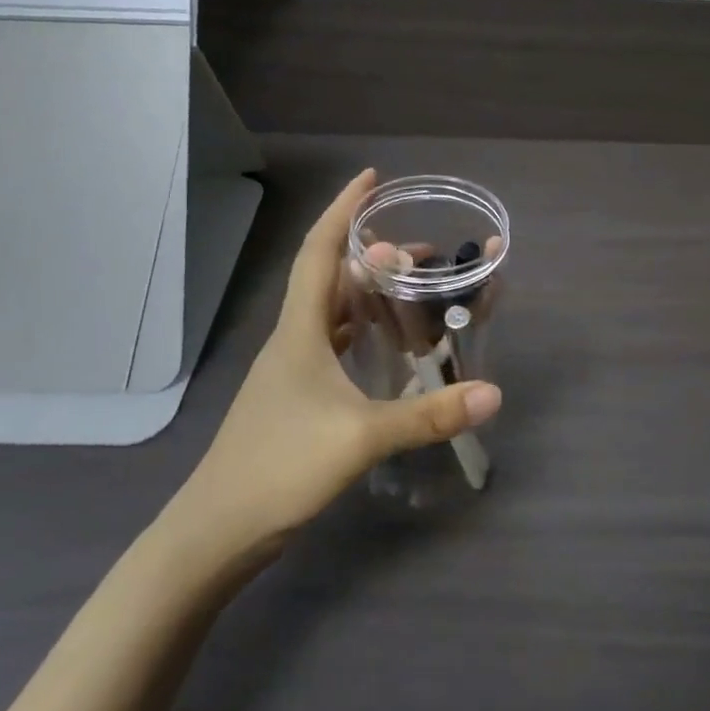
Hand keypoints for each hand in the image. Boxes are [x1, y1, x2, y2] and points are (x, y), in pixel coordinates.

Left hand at [166, 169, 501, 560]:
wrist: (216, 531)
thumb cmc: (280, 467)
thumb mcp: (362, 437)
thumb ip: (429, 415)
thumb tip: (493, 393)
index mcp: (300, 330)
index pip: (319, 252)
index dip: (343, 210)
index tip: (371, 178)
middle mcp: (292, 340)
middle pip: (330, 278)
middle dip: (372, 254)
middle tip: (420, 250)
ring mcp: (290, 371)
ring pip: (331, 313)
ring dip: (367, 293)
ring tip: (411, 289)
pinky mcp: (295, 398)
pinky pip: (333, 345)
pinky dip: (361, 331)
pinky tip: (387, 347)